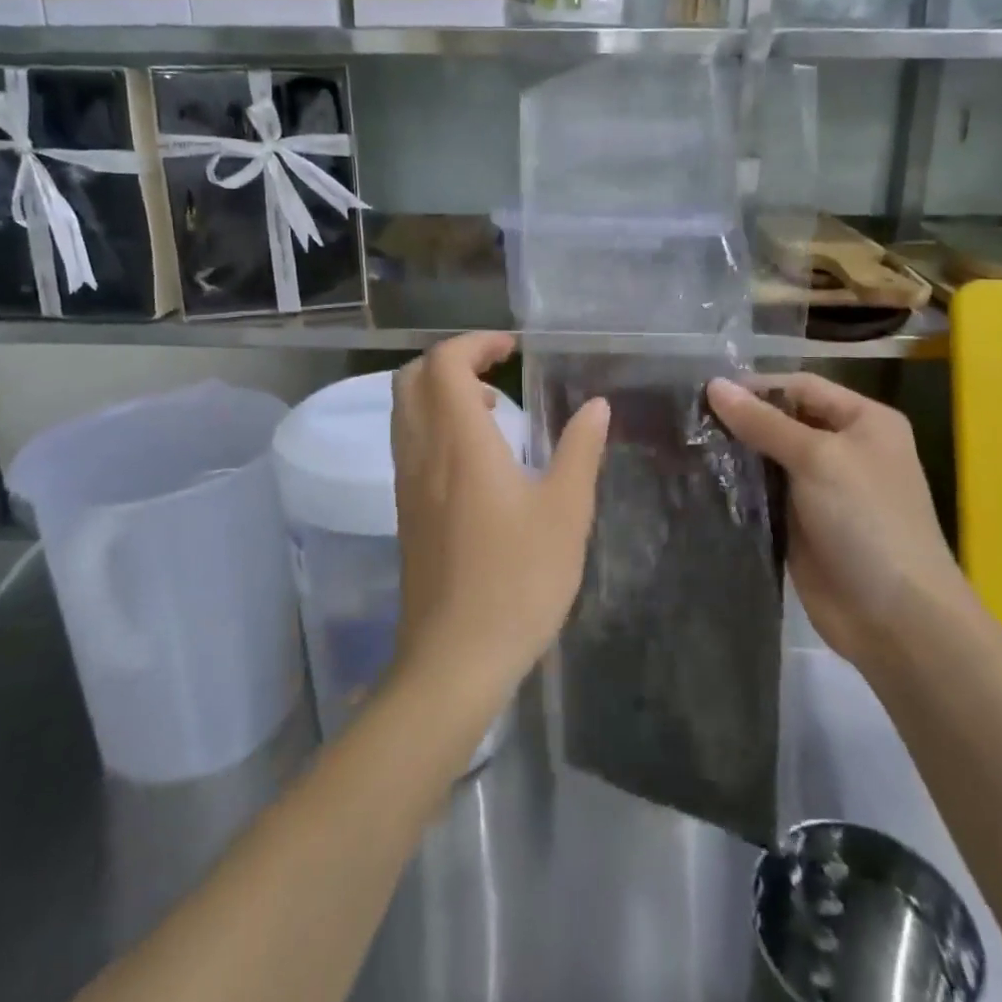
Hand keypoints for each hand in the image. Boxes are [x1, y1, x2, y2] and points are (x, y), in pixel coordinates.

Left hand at [390, 333, 609, 703]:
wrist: (455, 658)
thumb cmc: (518, 580)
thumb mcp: (566, 512)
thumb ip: (580, 450)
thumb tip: (596, 406)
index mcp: (459, 441)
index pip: (445, 363)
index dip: (475, 343)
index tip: (513, 349)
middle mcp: (422, 452)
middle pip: (412, 378)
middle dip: (452, 360)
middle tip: (498, 371)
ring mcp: (407, 483)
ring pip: (405, 411)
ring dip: (441, 392)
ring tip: (494, 410)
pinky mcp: (406, 511)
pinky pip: (409, 443)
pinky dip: (435, 424)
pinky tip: (477, 457)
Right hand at [708, 375, 965, 667]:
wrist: (895, 619)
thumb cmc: (866, 521)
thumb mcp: (817, 459)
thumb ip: (763, 422)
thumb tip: (713, 385)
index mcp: (863, 421)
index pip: (801, 387)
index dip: (757, 386)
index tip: (705, 393)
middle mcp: (843, 449)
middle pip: (783, 420)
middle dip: (740, 419)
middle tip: (686, 418)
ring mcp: (821, 489)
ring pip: (769, 458)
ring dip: (735, 454)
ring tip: (685, 444)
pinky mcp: (800, 524)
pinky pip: (763, 494)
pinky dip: (737, 487)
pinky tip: (701, 479)